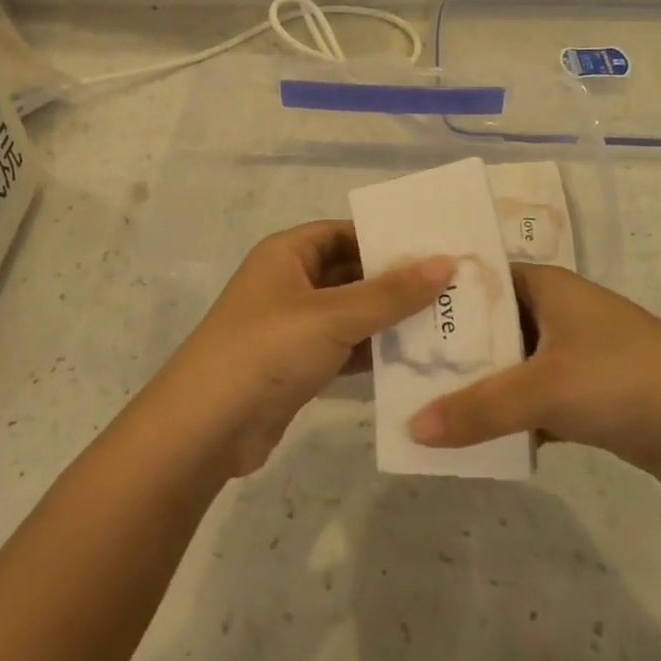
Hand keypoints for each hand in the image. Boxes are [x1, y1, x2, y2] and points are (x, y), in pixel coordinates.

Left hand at [161, 222, 451, 477]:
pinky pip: (345, 348)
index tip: (435, 248)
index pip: (344, 232)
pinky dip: (373, 352)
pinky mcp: (298, 365)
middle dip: (396, 282)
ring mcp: (293, 327)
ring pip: (351, 313)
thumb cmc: (268, 350)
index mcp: (287, 253)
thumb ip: (391, 292)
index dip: (386, 238)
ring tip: (446, 323)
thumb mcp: (333, 315)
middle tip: (453, 289)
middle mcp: (289, 283)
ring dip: (389, 320)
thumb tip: (445, 262)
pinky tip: (415, 360)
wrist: (207, 428)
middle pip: (351, 273)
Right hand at [408, 264, 660, 488]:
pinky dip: (504, 418)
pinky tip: (467, 439)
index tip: (391, 317)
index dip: (435, 296)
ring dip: (475, 389)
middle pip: (487, 327)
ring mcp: (569, 354)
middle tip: (395, 370)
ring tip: (418, 407)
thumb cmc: (622, 378)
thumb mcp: (542, 389)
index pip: (475, 279)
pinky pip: (528, 402)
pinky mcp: (582, 395)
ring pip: (506, 368)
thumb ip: (477, 409)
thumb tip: (412, 429)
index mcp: (543, 285)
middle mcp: (553, 312)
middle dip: (449, 351)